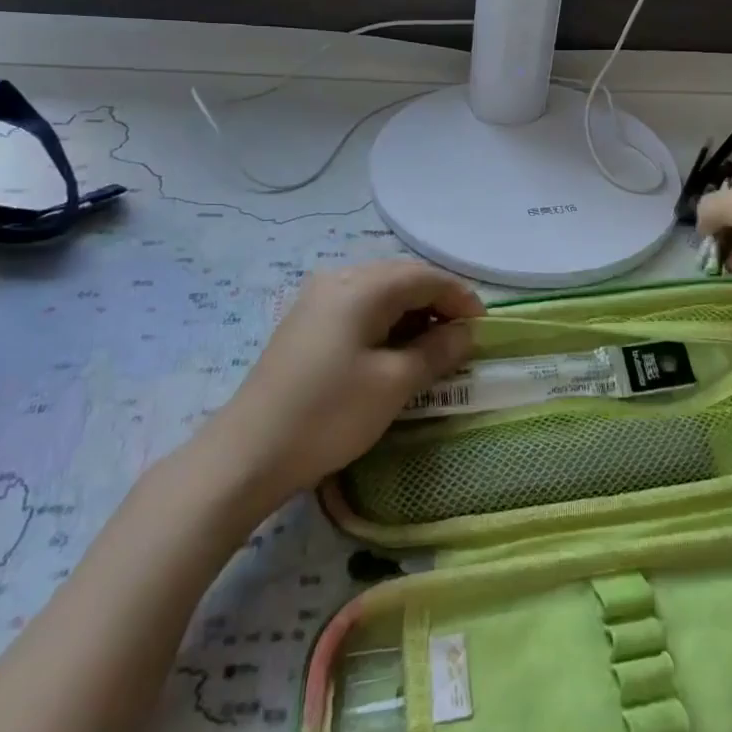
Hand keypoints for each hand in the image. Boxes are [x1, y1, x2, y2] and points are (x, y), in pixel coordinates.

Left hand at [191, 261, 482, 513]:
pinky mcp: (306, 322)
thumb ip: (437, 350)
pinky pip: (359, 308)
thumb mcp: (394, 383)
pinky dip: (386, 322)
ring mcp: (317, 299)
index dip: (460, 297)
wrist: (247, 454)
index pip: (425, 277)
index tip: (483, 327)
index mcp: (361, 287)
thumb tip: (466, 332)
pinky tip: (394, 350)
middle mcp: (338, 279)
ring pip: (380, 293)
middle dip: (437, 303)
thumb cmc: (329, 414)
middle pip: (402, 278)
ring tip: (433, 347)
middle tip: (462, 337)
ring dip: (412, 313)